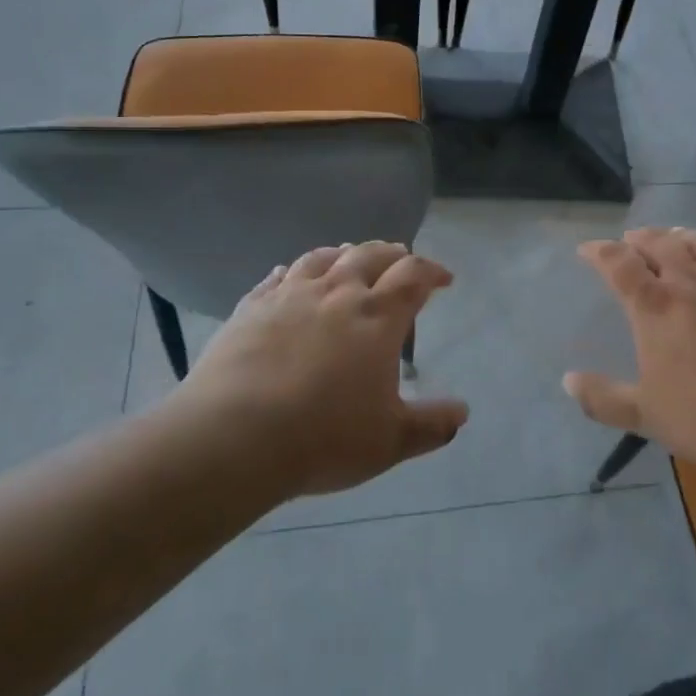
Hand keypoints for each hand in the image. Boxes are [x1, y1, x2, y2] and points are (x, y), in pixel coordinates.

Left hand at [178, 243, 467, 497]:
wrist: (233, 437)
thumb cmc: (323, 438)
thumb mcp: (390, 442)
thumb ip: (431, 425)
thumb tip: (462, 413)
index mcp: (378, 316)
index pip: (414, 276)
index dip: (433, 272)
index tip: (443, 279)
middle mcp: (338, 293)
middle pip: (371, 254)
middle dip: (393, 255)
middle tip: (402, 261)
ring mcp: (290, 295)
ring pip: (324, 257)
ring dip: (345, 254)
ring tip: (351, 258)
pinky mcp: (252, 307)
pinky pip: (278, 277)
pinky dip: (293, 271)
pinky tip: (290, 275)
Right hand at [565, 228, 695, 479]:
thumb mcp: (648, 416)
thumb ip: (604, 399)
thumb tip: (568, 381)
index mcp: (656, 308)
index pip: (619, 264)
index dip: (600, 251)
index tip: (588, 249)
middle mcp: (691, 282)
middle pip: (659, 243)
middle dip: (638, 238)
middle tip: (629, 242)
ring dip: (676, 236)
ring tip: (669, 239)